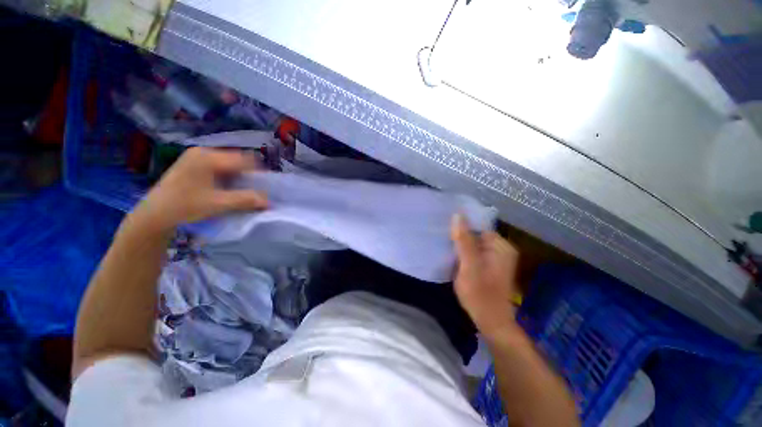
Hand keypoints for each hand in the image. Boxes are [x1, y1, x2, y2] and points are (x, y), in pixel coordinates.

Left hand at [132, 147, 266, 231]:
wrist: (154, 214)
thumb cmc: (185, 206)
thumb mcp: (218, 204)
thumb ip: (246, 200)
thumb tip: (268, 201)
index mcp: (208, 157)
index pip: (244, 159)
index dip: (257, 173)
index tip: (263, 187)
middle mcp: (202, 151)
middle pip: (236, 159)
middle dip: (247, 174)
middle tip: (251, 189)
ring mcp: (195, 155)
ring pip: (228, 162)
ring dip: (237, 175)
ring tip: (238, 189)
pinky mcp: (192, 162)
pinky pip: (218, 165)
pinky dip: (226, 175)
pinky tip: (224, 187)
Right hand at [451, 214, 519, 336]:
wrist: (491, 321)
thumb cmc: (480, 294)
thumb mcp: (469, 265)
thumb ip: (464, 240)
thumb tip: (457, 215)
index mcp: (501, 246)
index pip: (478, 227)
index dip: (461, 227)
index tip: (445, 230)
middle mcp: (501, 249)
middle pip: (476, 235)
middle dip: (460, 237)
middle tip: (443, 240)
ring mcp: (495, 258)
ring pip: (473, 244)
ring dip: (460, 245)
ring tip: (444, 246)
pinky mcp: (489, 266)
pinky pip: (474, 253)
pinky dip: (463, 253)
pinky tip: (453, 257)